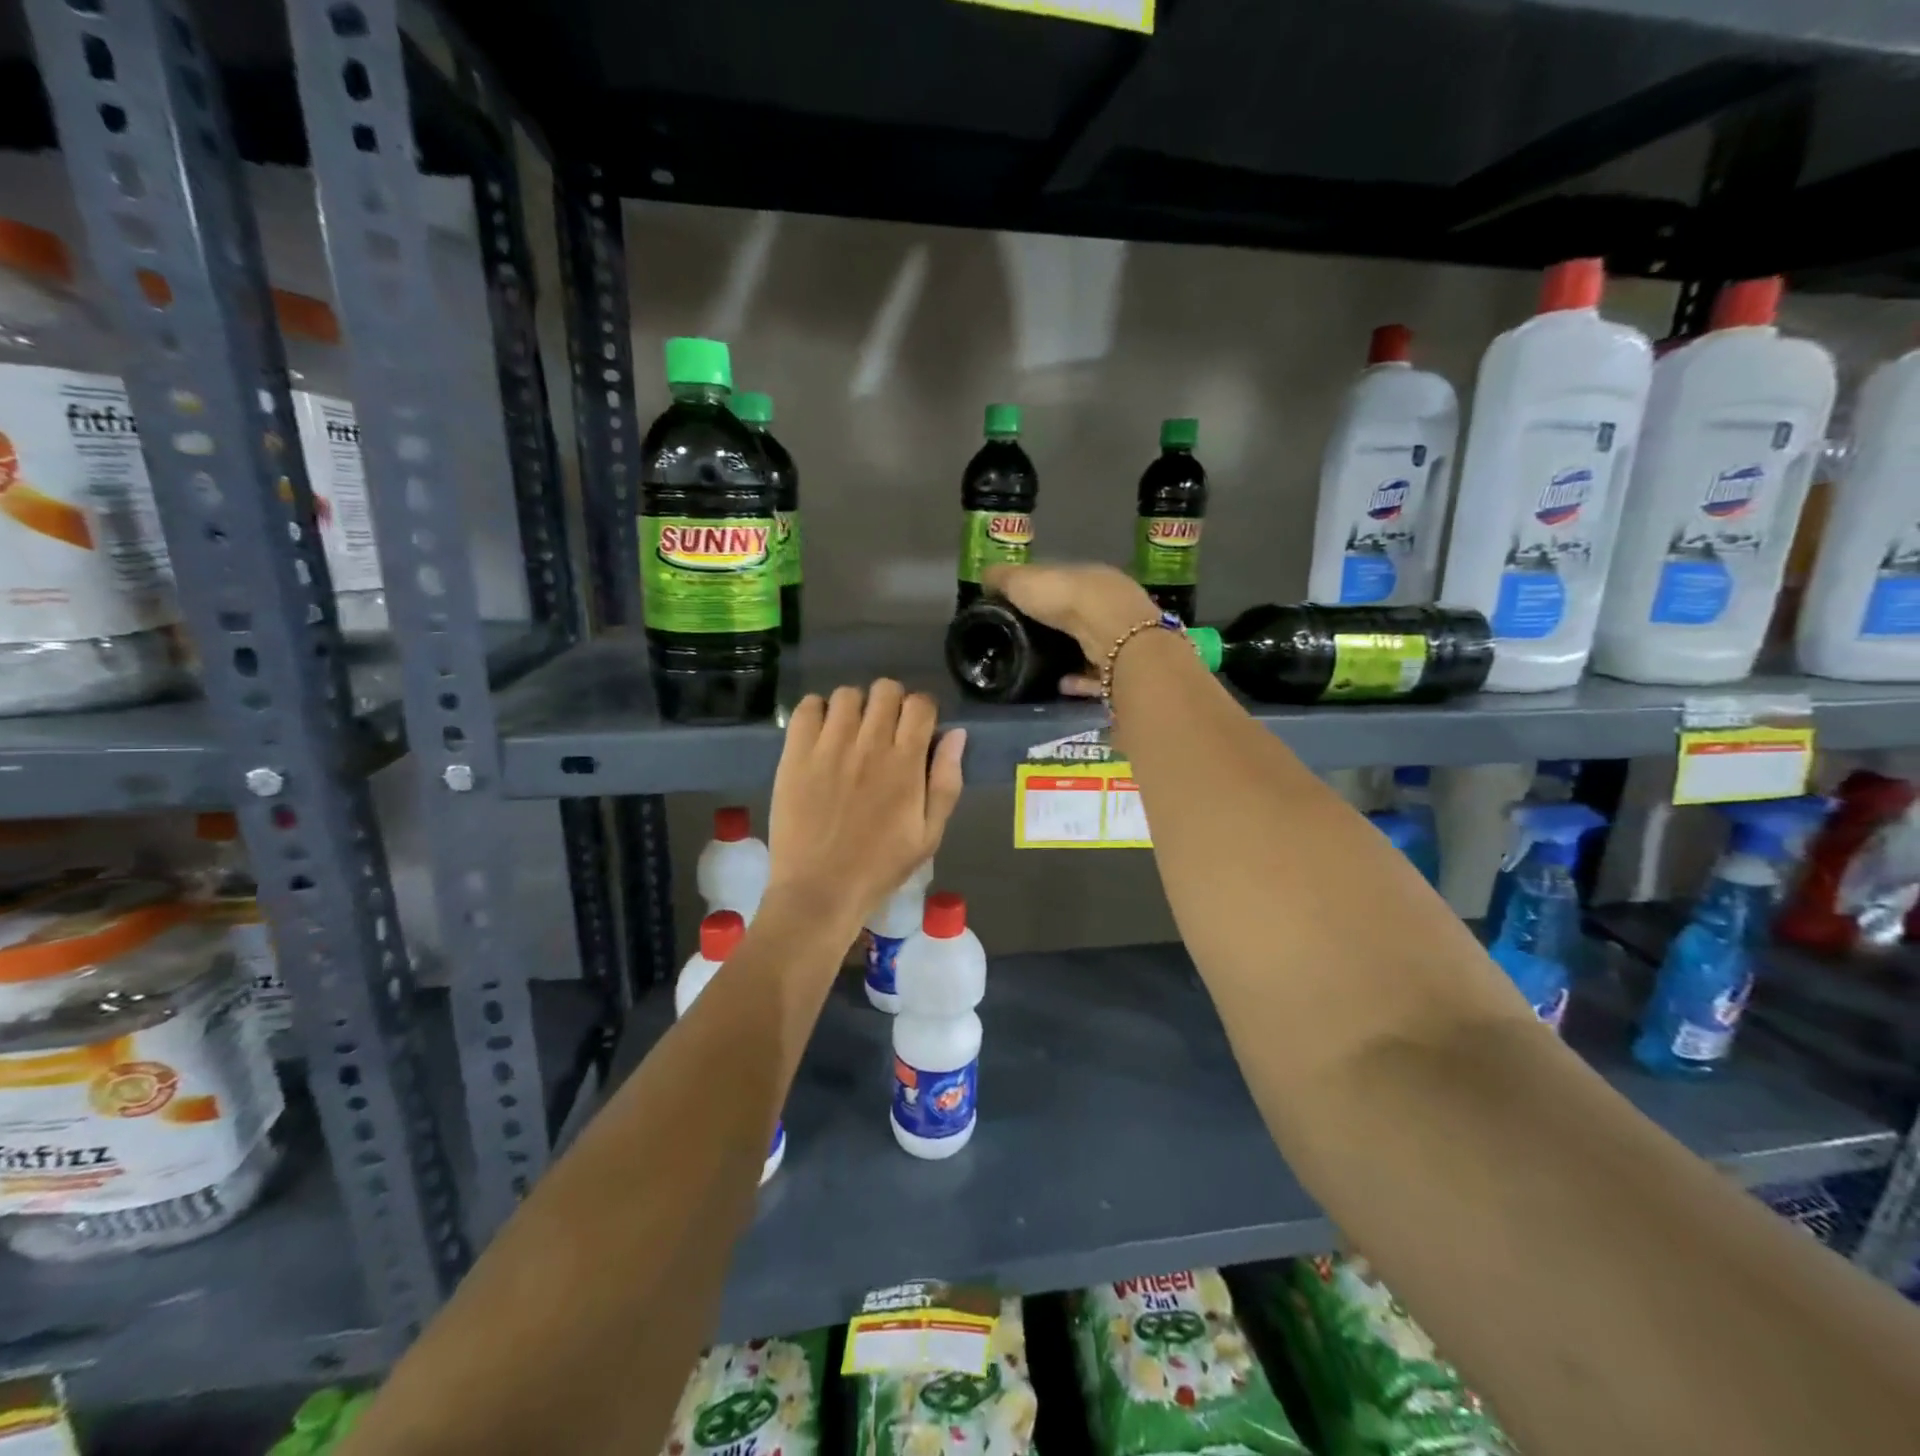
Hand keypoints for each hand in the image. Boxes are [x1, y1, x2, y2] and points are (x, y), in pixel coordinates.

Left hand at [767, 681, 965, 926]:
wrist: (820, 891)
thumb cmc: (880, 866)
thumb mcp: (929, 834)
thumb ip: (946, 781)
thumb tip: (956, 734)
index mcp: (905, 763)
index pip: (920, 704)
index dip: (923, 710)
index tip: (917, 728)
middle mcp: (869, 744)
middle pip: (886, 690)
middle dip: (892, 702)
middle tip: (885, 730)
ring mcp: (829, 747)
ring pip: (847, 694)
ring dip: (855, 707)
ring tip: (851, 733)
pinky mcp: (795, 754)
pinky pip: (807, 707)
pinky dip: (818, 712)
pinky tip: (822, 735)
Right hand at [982, 562, 1160, 697]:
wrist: (1113, 634)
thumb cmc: (1067, 599)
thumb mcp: (1024, 581)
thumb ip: (1004, 579)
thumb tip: (986, 576)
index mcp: (1090, 576)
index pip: (1064, 582)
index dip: (1042, 592)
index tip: (1020, 608)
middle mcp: (1111, 603)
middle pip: (1081, 615)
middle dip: (1058, 626)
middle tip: (1027, 640)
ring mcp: (1123, 635)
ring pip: (1093, 644)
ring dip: (1070, 655)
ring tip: (1041, 667)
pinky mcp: (1125, 666)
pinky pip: (1098, 674)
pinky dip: (1080, 679)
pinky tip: (1060, 685)